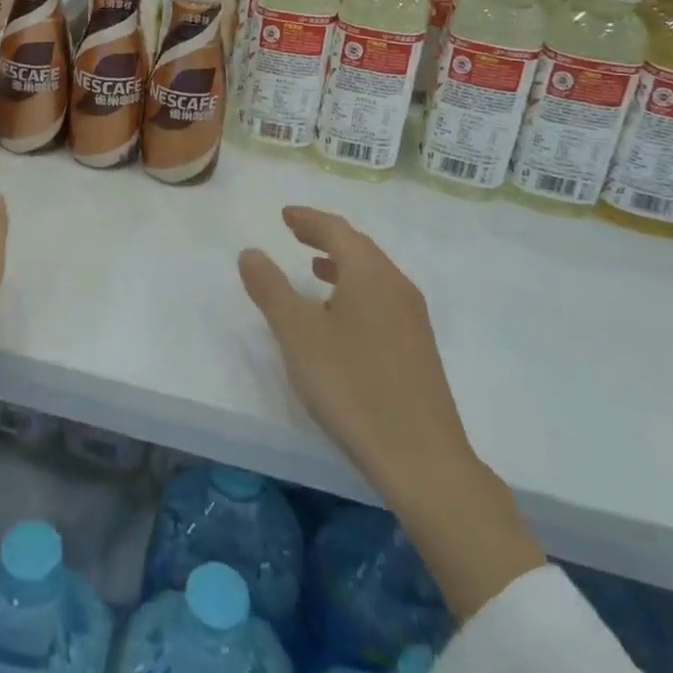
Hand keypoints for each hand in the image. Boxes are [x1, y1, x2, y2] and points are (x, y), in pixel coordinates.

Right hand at [237, 206, 471, 501]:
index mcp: (370, 274)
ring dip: (342, 264)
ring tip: (315, 270)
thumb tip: (250, 252)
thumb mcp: (298, 334)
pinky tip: (341, 318)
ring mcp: (413, 318)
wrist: (421, 457)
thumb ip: (271, 289)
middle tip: (296, 233)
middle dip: (325, 237)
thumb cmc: (352, 385)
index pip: (337, 230)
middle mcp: (397, 286)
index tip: (285, 215)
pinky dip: (356, 290)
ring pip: (373, 275)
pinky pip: (382, 299)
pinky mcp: (418, 348)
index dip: (309, 219)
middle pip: (359, 248)